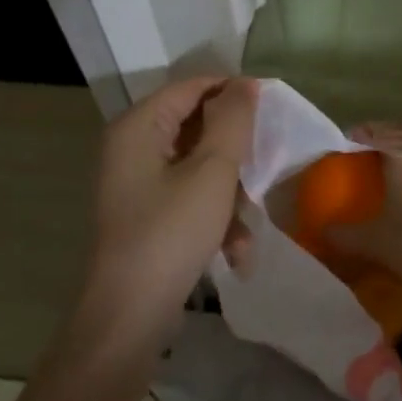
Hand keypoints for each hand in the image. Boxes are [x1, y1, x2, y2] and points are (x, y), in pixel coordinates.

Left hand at [85, 77, 257, 325]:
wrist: (128, 318)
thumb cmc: (171, 233)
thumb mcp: (212, 171)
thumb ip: (233, 120)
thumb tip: (246, 83)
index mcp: (139, 126)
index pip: (193, 87)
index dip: (234, 92)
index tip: (273, 111)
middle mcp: (133, 146)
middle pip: (198, 128)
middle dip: (235, 156)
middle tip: (263, 172)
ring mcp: (137, 182)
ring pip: (200, 166)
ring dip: (230, 195)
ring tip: (246, 230)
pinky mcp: (147, 213)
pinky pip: (189, 196)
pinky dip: (214, 217)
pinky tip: (234, 252)